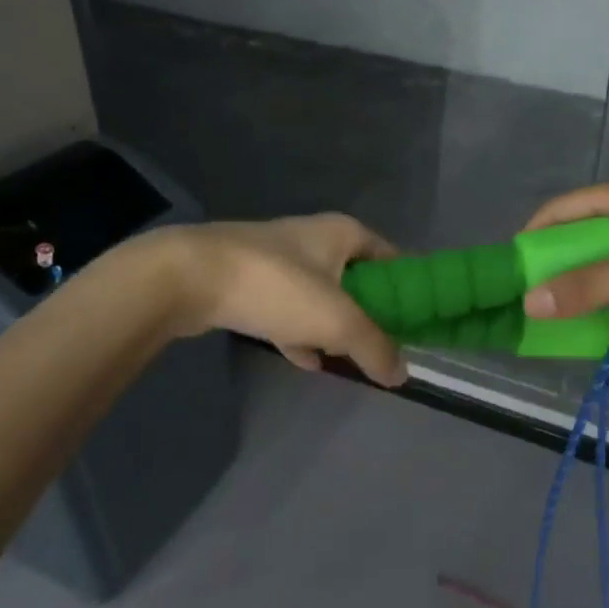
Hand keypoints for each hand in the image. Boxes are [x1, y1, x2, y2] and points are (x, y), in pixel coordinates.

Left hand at [152, 215, 407, 385]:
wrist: (188, 278)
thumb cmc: (276, 286)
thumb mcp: (337, 320)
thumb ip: (374, 347)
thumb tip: (402, 374)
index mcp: (343, 233)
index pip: (391, 255)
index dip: (408, 285)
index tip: (420, 319)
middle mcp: (314, 240)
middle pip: (356, 278)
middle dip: (370, 312)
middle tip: (385, 345)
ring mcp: (279, 261)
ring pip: (321, 297)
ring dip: (334, 326)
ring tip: (351, 359)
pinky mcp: (249, 284)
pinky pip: (287, 311)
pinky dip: (300, 334)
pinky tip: (308, 361)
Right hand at [521, 173, 608, 318]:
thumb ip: (592, 285)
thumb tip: (530, 302)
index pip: (564, 208)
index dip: (533, 235)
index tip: (510, 270)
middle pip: (581, 226)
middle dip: (554, 258)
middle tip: (530, 294)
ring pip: (604, 248)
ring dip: (582, 273)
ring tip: (556, 305)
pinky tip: (599, 306)